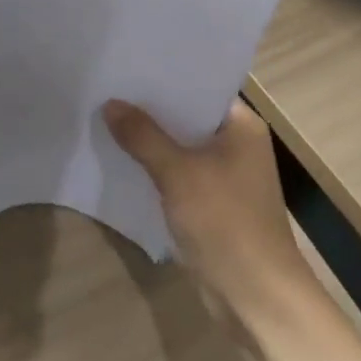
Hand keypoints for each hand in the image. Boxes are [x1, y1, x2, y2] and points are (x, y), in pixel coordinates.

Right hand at [103, 98, 317, 331]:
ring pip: (180, 148)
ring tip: (105, 117)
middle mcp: (237, 144)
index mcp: (242, 125)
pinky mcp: (211, 205)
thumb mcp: (178, 173)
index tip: (127, 63)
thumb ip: (143, 136)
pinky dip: (154, 169)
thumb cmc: (225, 222)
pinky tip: (120, 160)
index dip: (165, 77)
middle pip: (187, 117)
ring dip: (149, 141)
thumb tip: (111, 103)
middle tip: (106, 87)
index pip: (200, 87)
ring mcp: (225, 176)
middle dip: (150, 109)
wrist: (256, 297)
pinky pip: (178, 175)